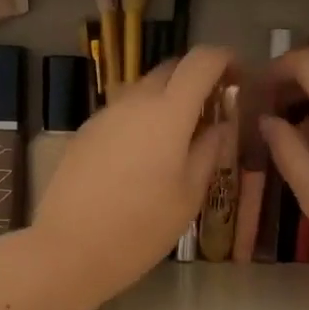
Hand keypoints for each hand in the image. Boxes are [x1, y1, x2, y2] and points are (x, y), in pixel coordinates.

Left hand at [30, 46, 232, 303]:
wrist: (69, 249)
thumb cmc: (141, 228)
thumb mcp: (188, 195)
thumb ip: (208, 151)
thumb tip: (219, 125)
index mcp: (168, 112)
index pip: (201, 60)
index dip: (225, 59)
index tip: (239, 77)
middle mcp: (134, 101)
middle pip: (170, 69)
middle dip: (196, 79)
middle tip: (212, 110)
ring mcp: (104, 115)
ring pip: (143, 90)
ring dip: (167, 100)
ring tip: (178, 137)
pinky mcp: (84, 132)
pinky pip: (121, 112)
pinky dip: (141, 118)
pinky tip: (143, 156)